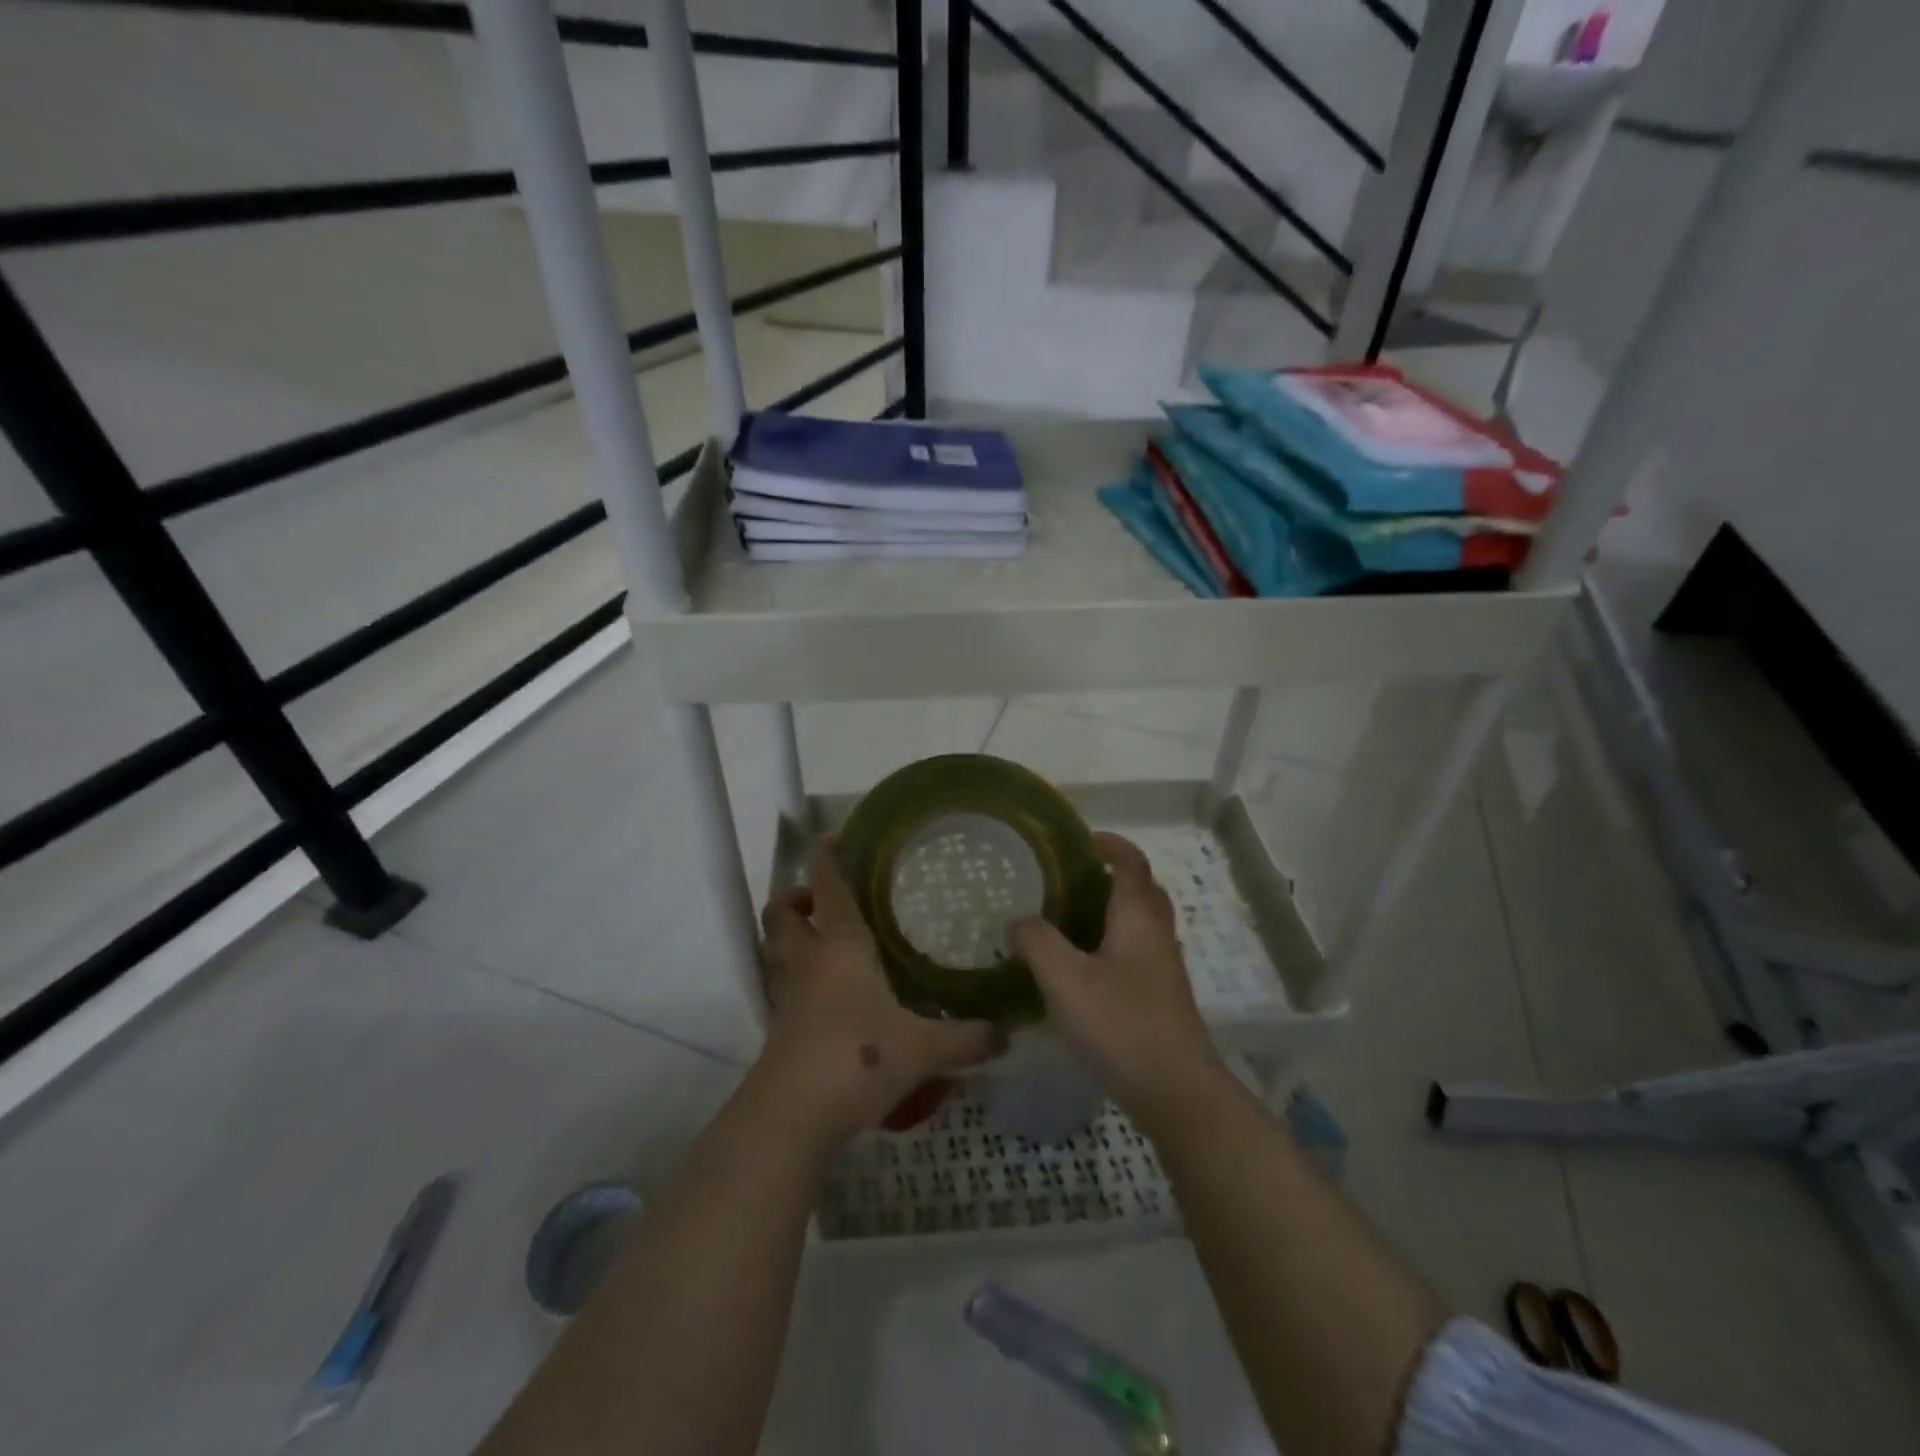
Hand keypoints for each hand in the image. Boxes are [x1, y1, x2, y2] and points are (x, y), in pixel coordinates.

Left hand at [757, 839, 1002, 1145]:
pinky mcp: (779, 1025)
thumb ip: (968, 1039)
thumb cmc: (857, 1060)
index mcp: (840, 946)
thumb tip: (1008, 1034)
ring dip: (792, 932)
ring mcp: (787, 993)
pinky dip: (796, 973)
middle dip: (798, 895)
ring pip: (775, 946)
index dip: (827, 857)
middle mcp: (807, 960)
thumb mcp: (923, 1049)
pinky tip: (827, 991)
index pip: (828, 886)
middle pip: (784, 910)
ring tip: (825, 938)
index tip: (834, 837)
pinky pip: (781, 982)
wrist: (792, 1116)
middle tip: (827, 899)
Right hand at [1010, 832, 1224, 1124]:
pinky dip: (1110, 944)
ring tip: (1066, 920)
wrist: (1175, 1091)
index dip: (1109, 843)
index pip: (1130, 862)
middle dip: (1110, 876)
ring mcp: (1163, 969)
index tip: (1079, 838)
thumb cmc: (1121, 1024)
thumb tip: (1018, 921)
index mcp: (1138, 917)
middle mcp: (1157, 935)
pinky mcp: (1160, 998)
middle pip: (1141, 890)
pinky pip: (1135, 953)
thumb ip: (1036, 942)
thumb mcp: (1065, 978)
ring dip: (1110, 912)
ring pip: (1139, 924)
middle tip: (1068, 879)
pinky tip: (1080, 969)